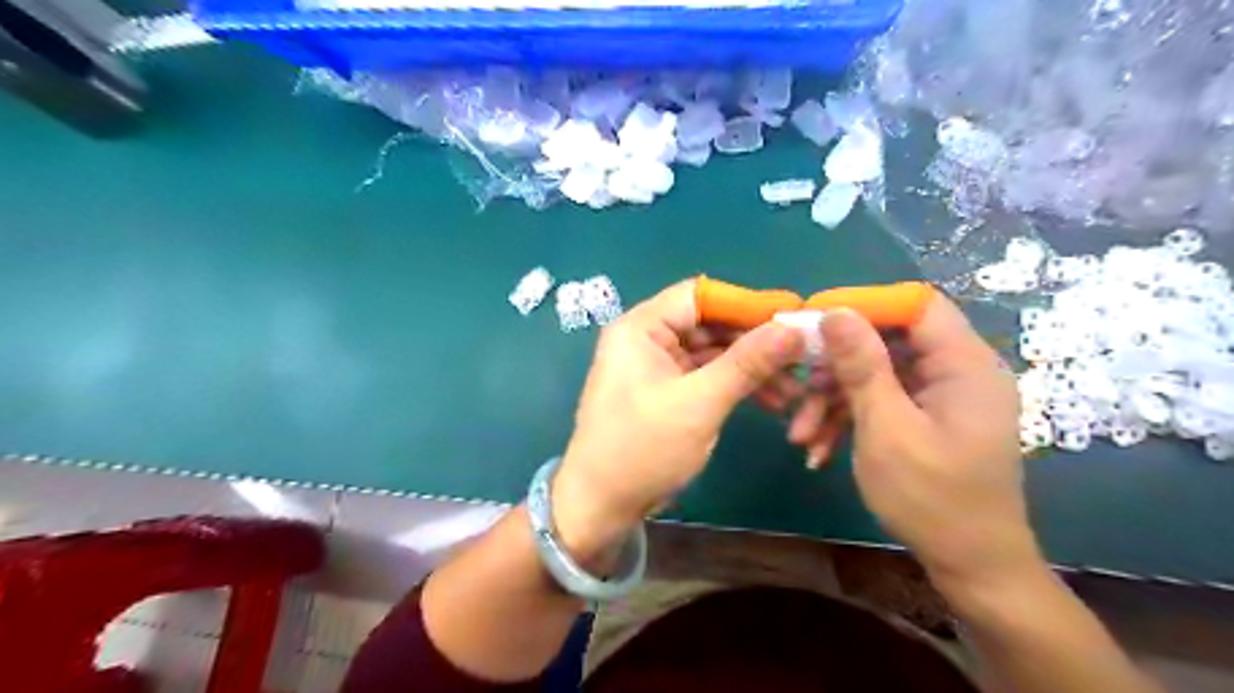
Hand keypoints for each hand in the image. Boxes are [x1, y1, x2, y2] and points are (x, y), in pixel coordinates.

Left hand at [554, 278, 805, 556]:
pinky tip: (771, 401)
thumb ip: (746, 363)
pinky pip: (708, 375)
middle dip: (755, 342)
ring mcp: (657, 365)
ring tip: (793, 389)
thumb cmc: (642, 450)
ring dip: (751, 368)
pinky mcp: (667, 390)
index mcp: (641, 328)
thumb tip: (793, 329)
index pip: (700, 296)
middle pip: (710, 323)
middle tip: (801, 358)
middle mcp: (647, 338)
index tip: (793, 317)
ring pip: (714, 352)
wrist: (602, 505)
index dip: (747, 303)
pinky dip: (736, 385)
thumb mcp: (699, 404)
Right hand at [802, 294, 1032, 583]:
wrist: (969, 565)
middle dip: (837, 365)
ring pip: (877, 374)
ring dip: (834, 399)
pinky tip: (818, 449)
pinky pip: (883, 401)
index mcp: (964, 364)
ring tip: (800, 433)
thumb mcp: (886, 428)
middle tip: (797, 385)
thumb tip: (835, 312)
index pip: (916, 305)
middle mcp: (957, 372)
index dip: (864, 304)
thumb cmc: (932, 497)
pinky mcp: (927, 418)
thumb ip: (862, 366)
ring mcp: (941, 397)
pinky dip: (849, 418)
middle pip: (888, 341)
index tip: (814, 320)